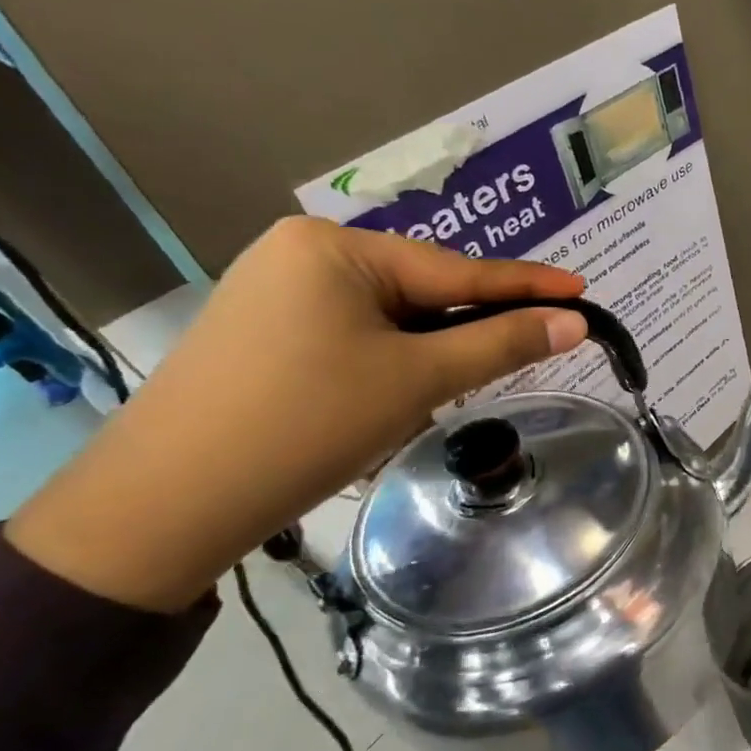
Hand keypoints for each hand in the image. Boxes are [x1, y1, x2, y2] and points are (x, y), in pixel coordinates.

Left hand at [9, 218, 588, 611]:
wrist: (168, 503)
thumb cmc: (307, 423)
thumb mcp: (419, 379)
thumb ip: (503, 343)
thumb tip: (575, 322)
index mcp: (336, 247)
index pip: (458, 270)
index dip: (528, 286)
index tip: (583, 290)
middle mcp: (303, 253)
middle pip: (423, 290)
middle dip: (471, 326)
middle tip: (531, 346)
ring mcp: (278, 291)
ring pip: (392, 316)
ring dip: (431, 350)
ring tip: (457, 384)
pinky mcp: (266, 331)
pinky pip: (357, 334)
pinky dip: (393, 359)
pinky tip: (398, 391)